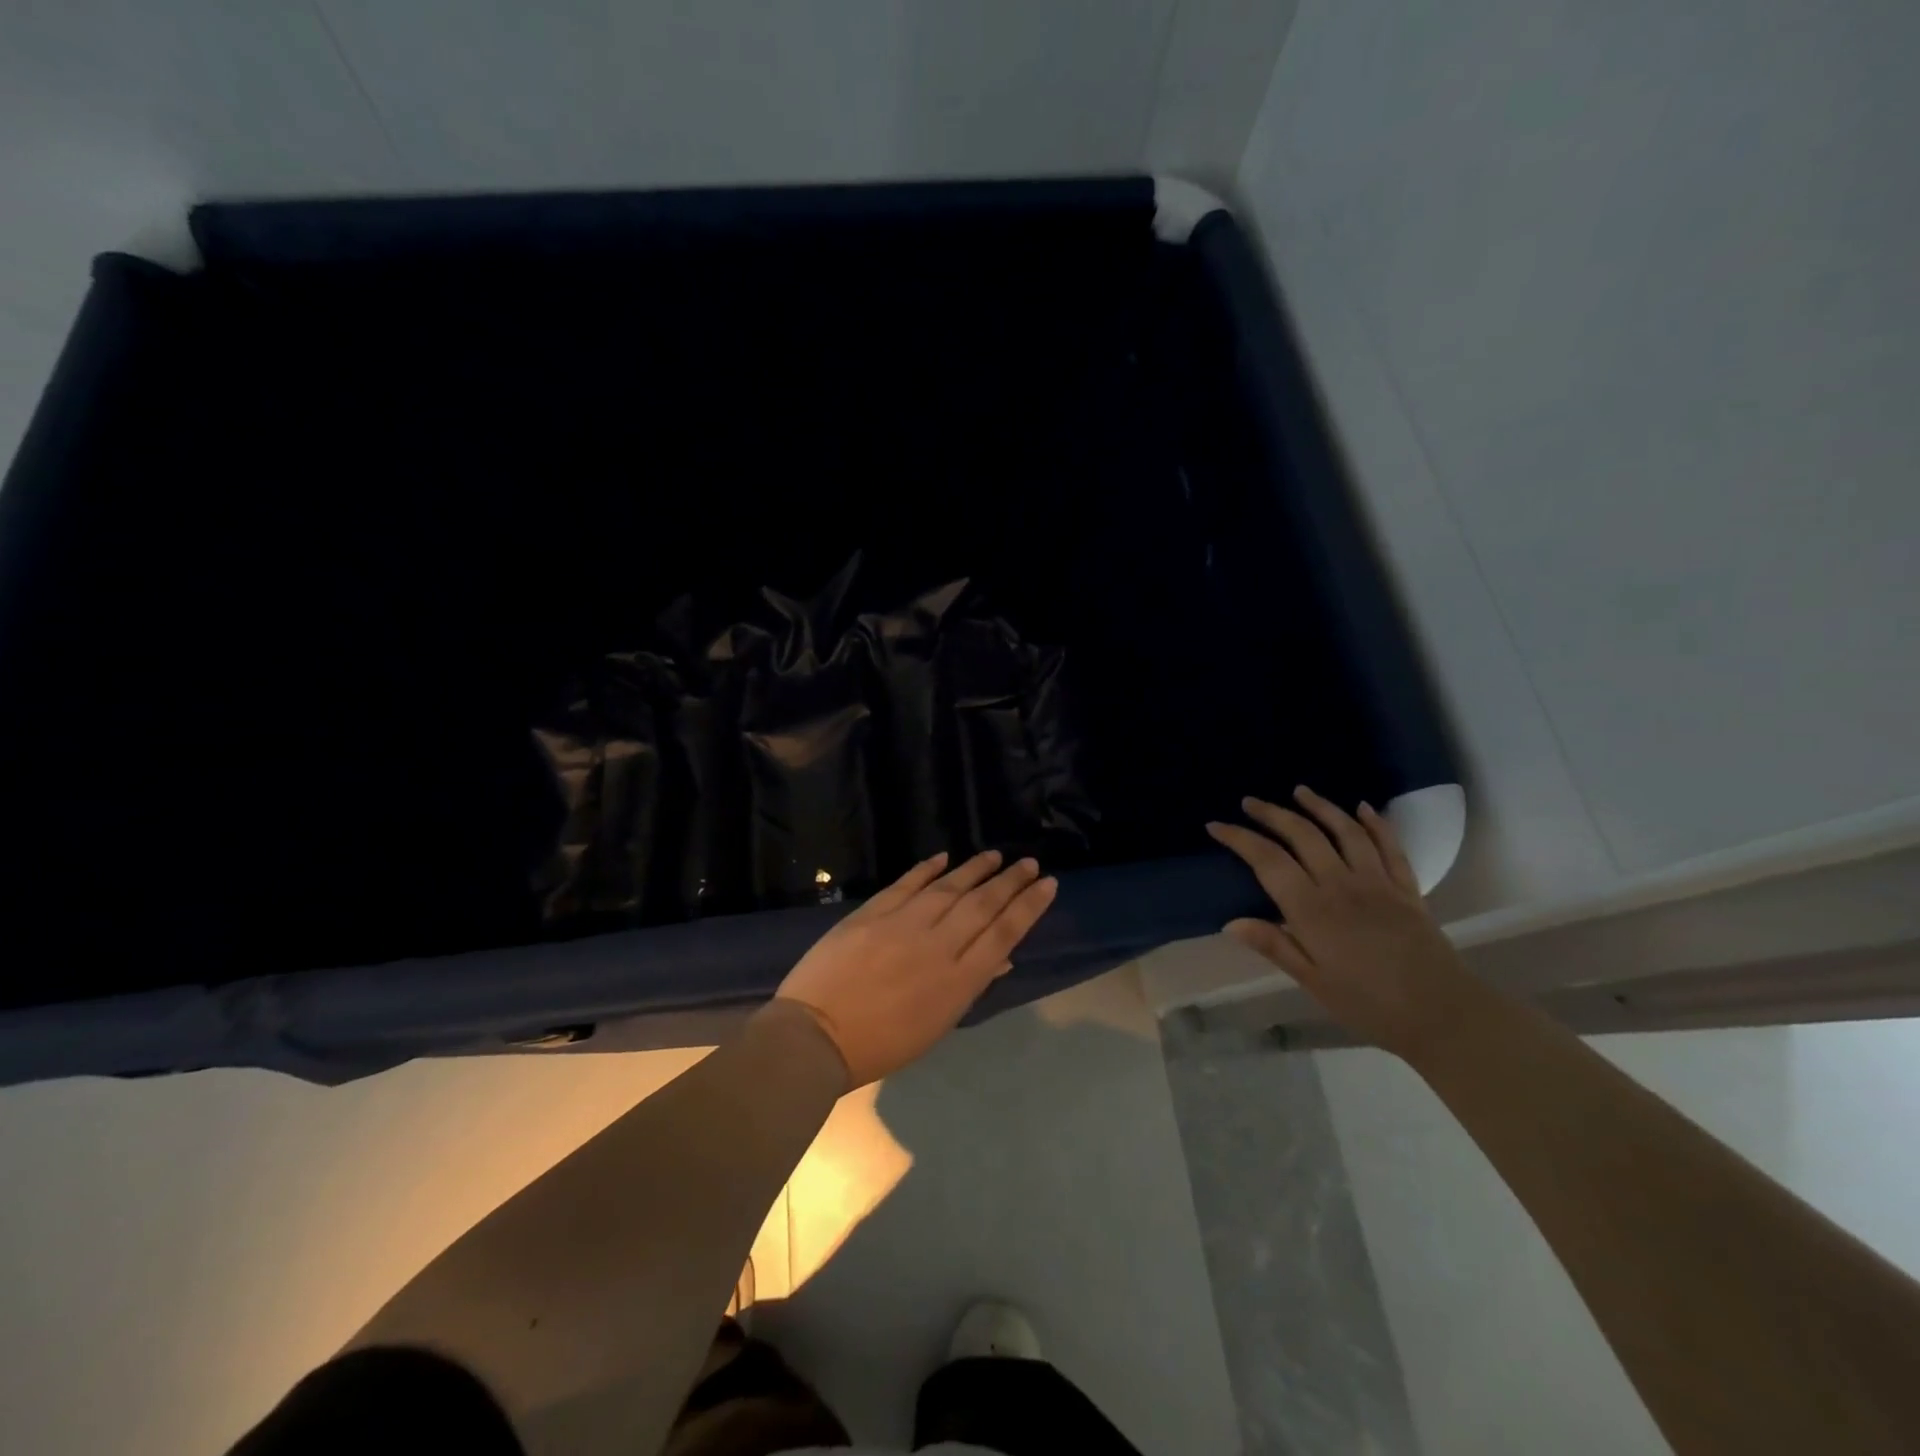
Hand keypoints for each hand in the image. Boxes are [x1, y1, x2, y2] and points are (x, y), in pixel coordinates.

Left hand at [773, 850, 1059, 1088]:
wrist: (816, 1035)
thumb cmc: (880, 1044)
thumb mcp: (936, 1026)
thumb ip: (969, 987)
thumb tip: (1001, 958)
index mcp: (958, 980)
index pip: (1004, 933)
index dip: (1028, 906)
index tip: (1047, 884)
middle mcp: (938, 945)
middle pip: (983, 905)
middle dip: (1010, 882)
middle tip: (1029, 863)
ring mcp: (904, 923)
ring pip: (950, 887)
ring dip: (975, 869)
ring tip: (996, 856)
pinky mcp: (873, 911)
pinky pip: (908, 883)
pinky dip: (927, 869)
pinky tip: (945, 857)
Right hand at [1207, 786, 1474, 1060]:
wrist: (1443, 1015)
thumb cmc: (1369, 1005)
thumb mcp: (1313, 982)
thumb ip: (1274, 946)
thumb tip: (1231, 922)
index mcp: (1312, 910)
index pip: (1268, 861)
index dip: (1240, 838)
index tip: (1216, 826)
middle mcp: (1342, 885)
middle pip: (1302, 835)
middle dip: (1272, 814)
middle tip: (1250, 802)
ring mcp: (1378, 882)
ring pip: (1345, 831)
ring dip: (1320, 806)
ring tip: (1300, 791)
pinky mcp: (1407, 888)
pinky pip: (1390, 846)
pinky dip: (1375, 823)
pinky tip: (1362, 808)